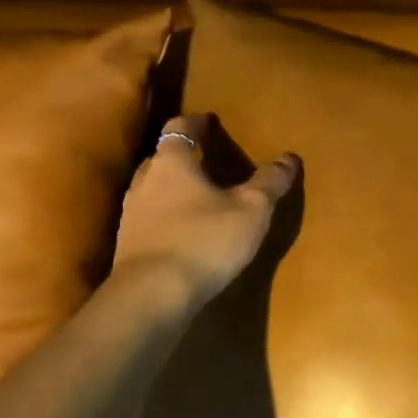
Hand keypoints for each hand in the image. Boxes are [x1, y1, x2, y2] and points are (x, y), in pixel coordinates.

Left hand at [109, 113, 299, 306]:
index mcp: (172, 162)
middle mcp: (145, 181)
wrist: (152, 297)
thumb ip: (269, 182)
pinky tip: (184, 232)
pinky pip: (149, 219)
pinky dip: (166, 217)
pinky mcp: (128, 246)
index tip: (209, 120)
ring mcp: (131, 215)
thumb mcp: (252, 210)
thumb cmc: (205, 240)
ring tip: (198, 197)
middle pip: (162, 158)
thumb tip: (290, 157)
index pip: (179, 128)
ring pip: (152, 189)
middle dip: (183, 155)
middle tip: (206, 158)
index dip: (196, 123)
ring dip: (172, 188)